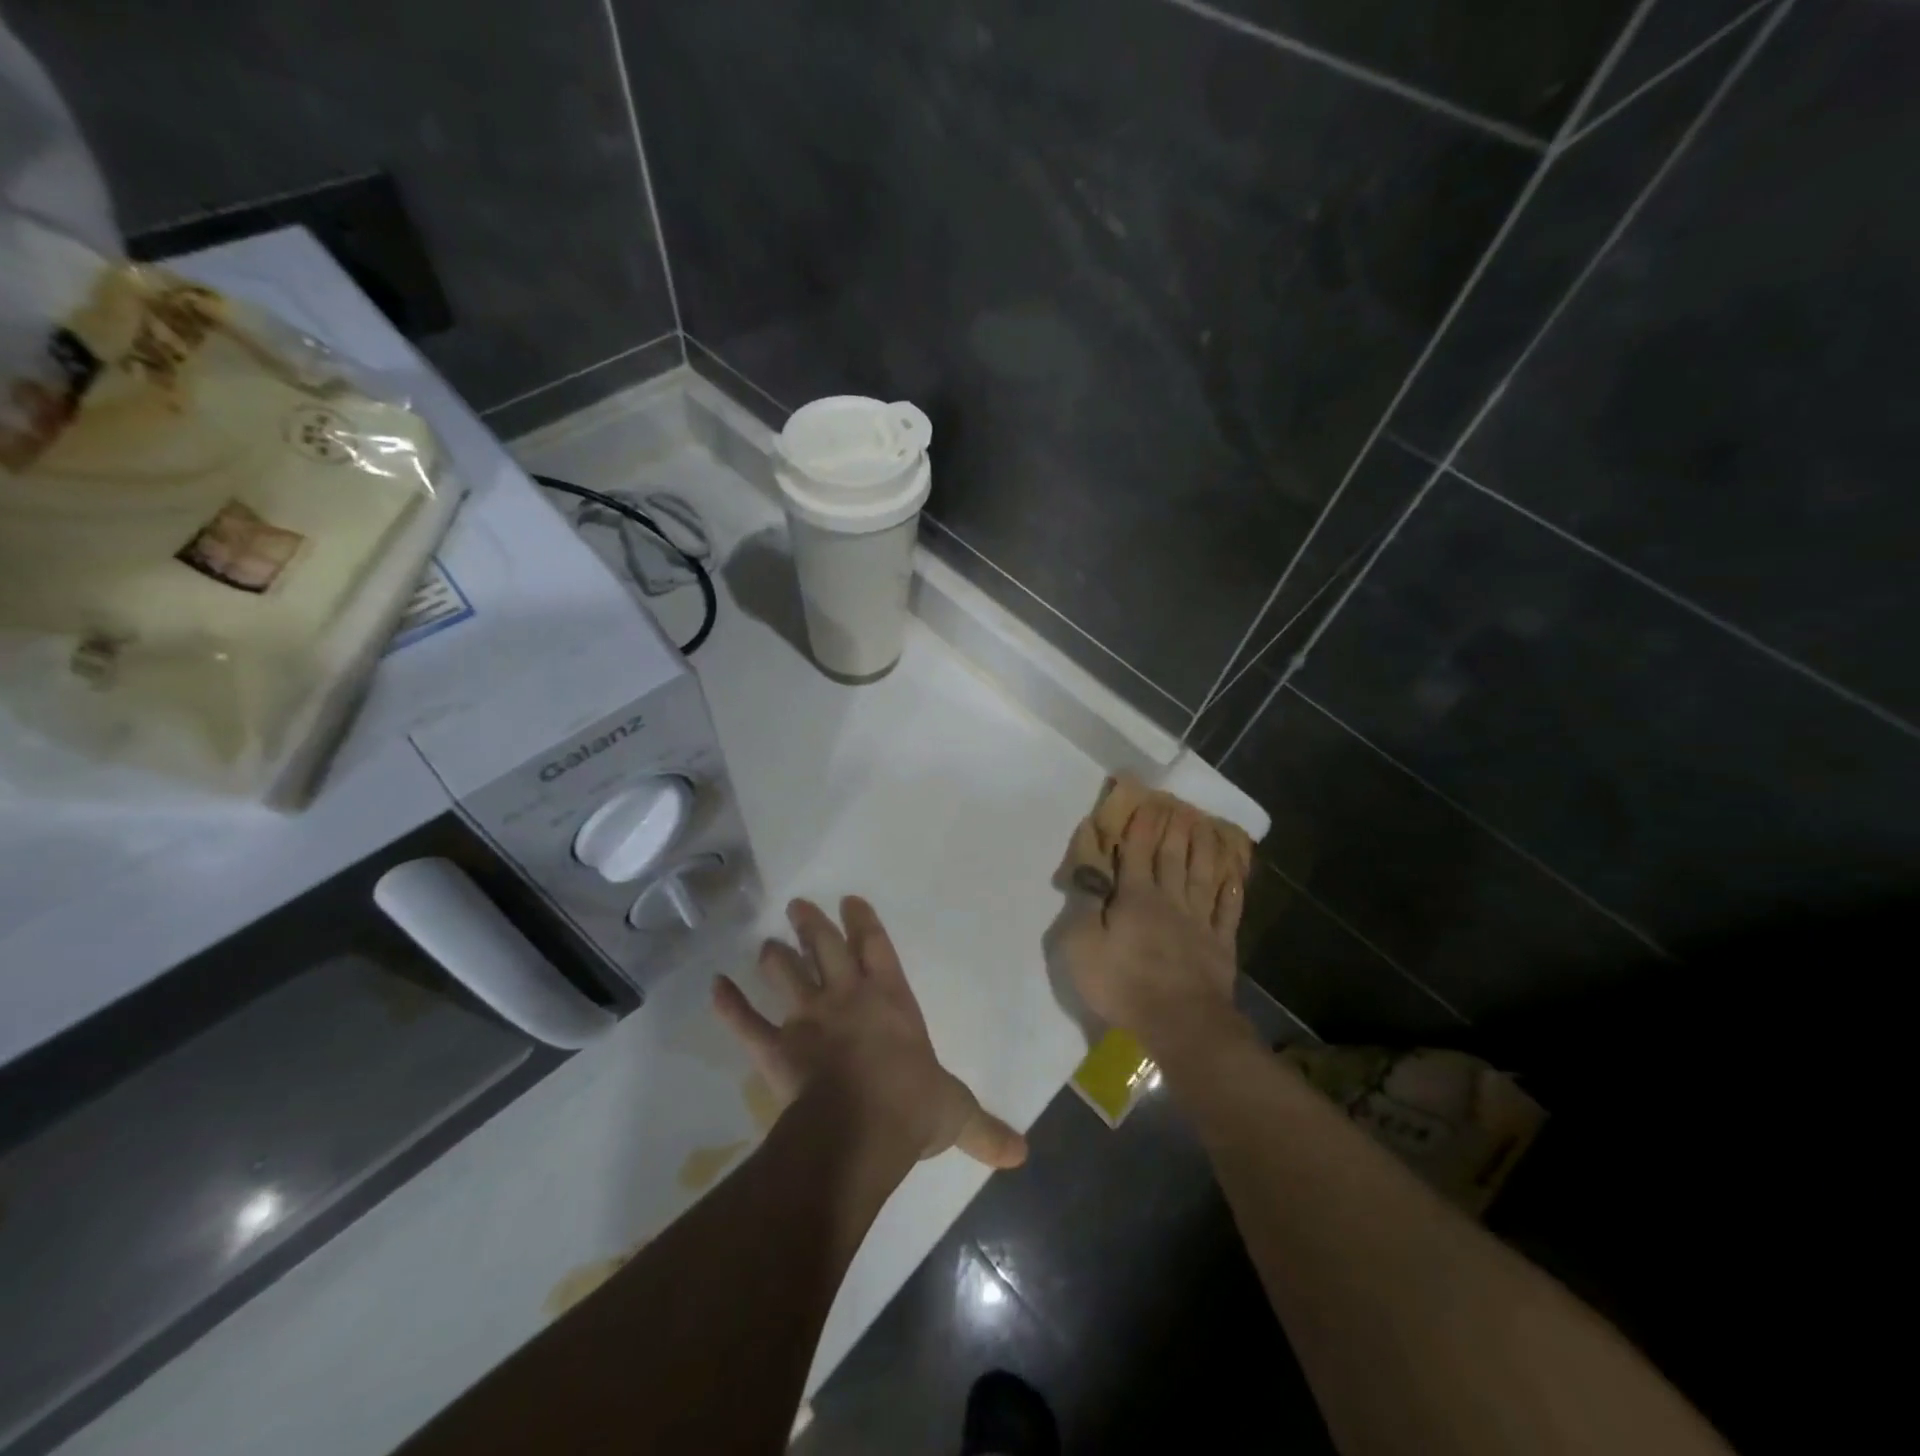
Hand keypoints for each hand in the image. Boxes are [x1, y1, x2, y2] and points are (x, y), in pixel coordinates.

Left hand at [713, 897, 1027, 1169]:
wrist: (860, 1130)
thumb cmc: (911, 1108)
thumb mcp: (956, 1114)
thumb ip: (986, 1129)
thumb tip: (1023, 1154)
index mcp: (891, 1002)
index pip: (878, 950)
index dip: (864, 924)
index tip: (850, 900)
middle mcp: (848, 998)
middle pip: (826, 949)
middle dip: (812, 926)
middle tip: (798, 906)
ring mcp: (808, 1019)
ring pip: (787, 976)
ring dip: (775, 958)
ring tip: (765, 943)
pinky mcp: (776, 1048)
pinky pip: (748, 1022)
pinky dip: (730, 1005)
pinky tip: (715, 986)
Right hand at [1054, 798, 1245, 1049]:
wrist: (1180, 1024)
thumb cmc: (1123, 985)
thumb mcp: (1082, 948)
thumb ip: (1083, 908)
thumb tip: (1087, 875)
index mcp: (1135, 899)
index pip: (1137, 853)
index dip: (1141, 827)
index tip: (1147, 802)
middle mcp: (1170, 901)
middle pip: (1172, 858)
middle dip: (1174, 830)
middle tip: (1180, 806)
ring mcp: (1199, 922)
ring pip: (1202, 876)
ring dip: (1204, 849)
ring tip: (1207, 826)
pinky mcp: (1220, 945)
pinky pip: (1227, 910)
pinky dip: (1231, 890)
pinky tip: (1233, 874)